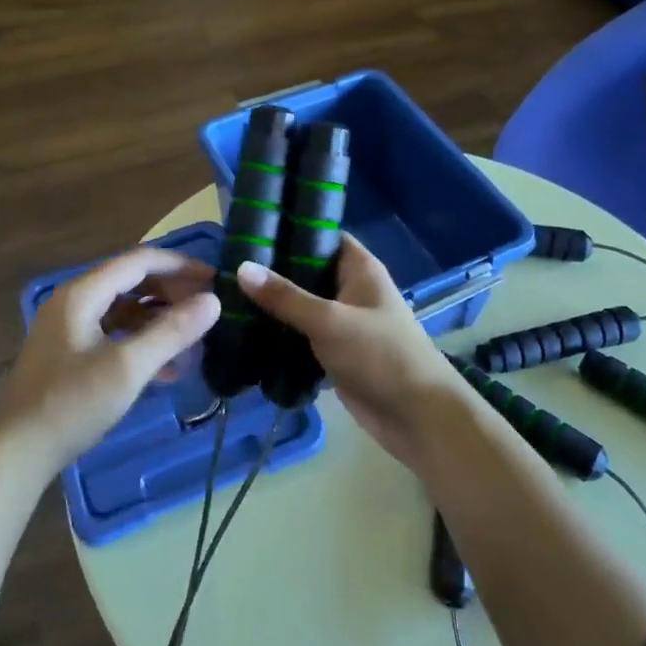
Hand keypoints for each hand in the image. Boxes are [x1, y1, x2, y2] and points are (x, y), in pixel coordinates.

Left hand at [0, 248, 219, 484]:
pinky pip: (114, 333)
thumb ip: (171, 332)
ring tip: (194, 337)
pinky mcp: (70, 353)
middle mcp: (74, 301)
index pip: (140, 261)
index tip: (215, 279)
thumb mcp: (127, 368)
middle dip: (172, 292)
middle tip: (208, 308)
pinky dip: (142, 341)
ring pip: (125, 309)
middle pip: (132, 281)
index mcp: (82, 293)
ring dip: (160, 319)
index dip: (181, 265)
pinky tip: (169, 368)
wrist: (16, 454)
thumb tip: (213, 301)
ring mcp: (70, 327)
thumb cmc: (71, 405)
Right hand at [236, 235, 466, 472]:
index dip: (290, 229)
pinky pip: (303, 335)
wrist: (417, 417)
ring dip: (274, 306)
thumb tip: (241, 267)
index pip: (322, 235)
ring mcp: (344, 322)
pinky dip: (282, 335)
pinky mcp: (336, 352)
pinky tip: (247, 333)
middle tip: (229, 266)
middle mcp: (351, 289)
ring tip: (227, 296)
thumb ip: (285, 297)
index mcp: (359, 268)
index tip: (252, 230)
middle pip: (307, 270)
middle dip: (274, 271)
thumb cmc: (379, 355)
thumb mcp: (329, 321)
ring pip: (303, 305)